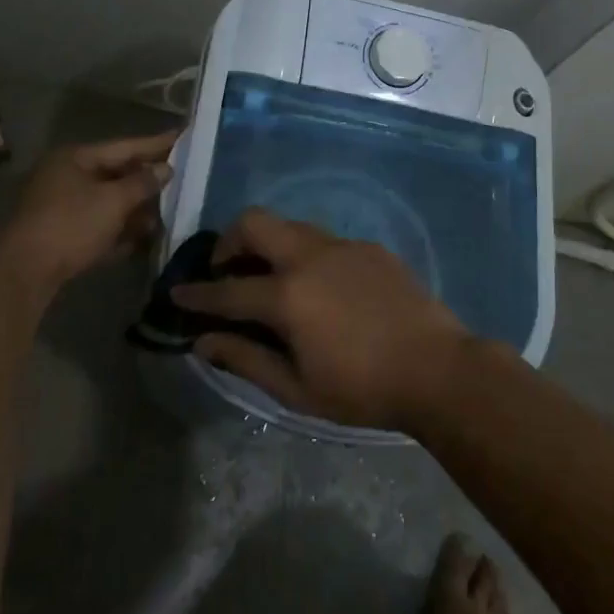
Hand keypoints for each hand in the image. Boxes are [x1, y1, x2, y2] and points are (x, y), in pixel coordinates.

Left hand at [0, 132, 176, 291]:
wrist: (24, 273)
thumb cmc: (71, 224)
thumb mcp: (113, 200)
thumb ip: (143, 183)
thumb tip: (166, 169)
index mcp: (75, 158)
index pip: (124, 146)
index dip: (156, 144)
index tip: (183, 138)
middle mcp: (66, 177)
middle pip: (116, 174)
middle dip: (147, 181)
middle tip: (181, 179)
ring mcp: (61, 208)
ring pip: (108, 203)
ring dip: (136, 210)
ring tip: (167, 214)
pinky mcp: (61, 236)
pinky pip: (98, 227)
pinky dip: (119, 231)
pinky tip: (143, 239)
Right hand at [171, 208, 468, 430]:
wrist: (437, 369)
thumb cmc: (362, 390)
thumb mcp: (297, 389)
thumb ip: (246, 359)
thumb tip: (203, 341)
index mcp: (288, 295)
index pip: (227, 289)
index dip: (196, 293)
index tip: (176, 293)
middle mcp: (310, 257)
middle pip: (255, 223)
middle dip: (229, 241)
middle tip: (226, 270)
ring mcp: (342, 246)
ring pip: (291, 226)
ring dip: (269, 244)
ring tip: (270, 278)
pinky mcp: (369, 247)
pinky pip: (325, 240)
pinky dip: (306, 255)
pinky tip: (321, 288)